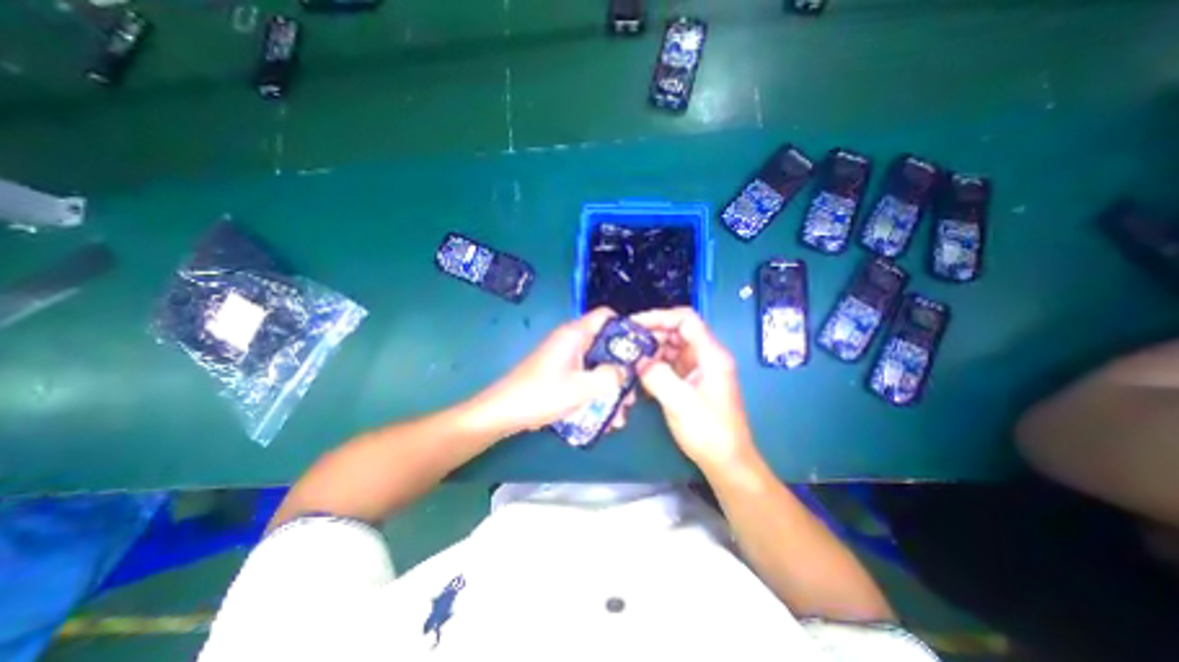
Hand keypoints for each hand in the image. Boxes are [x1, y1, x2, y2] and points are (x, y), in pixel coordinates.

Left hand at [474, 309, 635, 437]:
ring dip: (611, 386)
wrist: (504, 412)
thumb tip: (626, 370)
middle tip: (633, 390)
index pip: (607, 316)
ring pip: (598, 365)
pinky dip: (597, 392)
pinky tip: (604, 416)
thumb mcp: (581, 388)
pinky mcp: (562, 372)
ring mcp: (567, 357)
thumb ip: (609, 376)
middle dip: (622, 367)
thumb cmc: (540, 395)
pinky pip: (587, 376)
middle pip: (607, 344)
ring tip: (620, 413)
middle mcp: (572, 341)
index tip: (642, 348)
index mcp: (575, 334)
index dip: (627, 327)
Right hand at [635, 307, 754, 470]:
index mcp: (711, 354)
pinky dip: (655, 364)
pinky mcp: (692, 380)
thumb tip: (638, 360)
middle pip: (678, 331)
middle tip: (627, 342)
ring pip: (672, 347)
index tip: (635, 324)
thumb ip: (657, 377)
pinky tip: (640, 372)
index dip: (660, 316)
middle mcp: (706, 356)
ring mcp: (699, 368)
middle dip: (652, 333)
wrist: (726, 461)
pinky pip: (671, 363)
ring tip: (630, 357)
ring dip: (651, 349)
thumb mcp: (680, 403)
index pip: (686, 320)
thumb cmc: (709, 432)